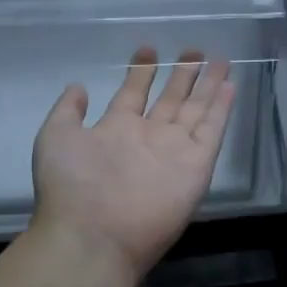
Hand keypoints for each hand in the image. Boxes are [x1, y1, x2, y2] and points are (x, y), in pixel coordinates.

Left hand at [31, 47, 234, 283]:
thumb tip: (78, 87)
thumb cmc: (71, 185)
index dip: (142, 72)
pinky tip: (229, 87)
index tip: (148, 49)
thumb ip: (68, 111)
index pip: (133, 94)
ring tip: (220, 60)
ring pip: (195, 111)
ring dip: (207, 86)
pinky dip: (221, 109)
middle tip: (195, 50)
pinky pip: (212, 132)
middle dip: (182, 75)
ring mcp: (174, 152)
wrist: (93, 236)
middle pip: (171, 100)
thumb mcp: (56, 137)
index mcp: (116, 130)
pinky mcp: (196, 167)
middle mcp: (148, 138)